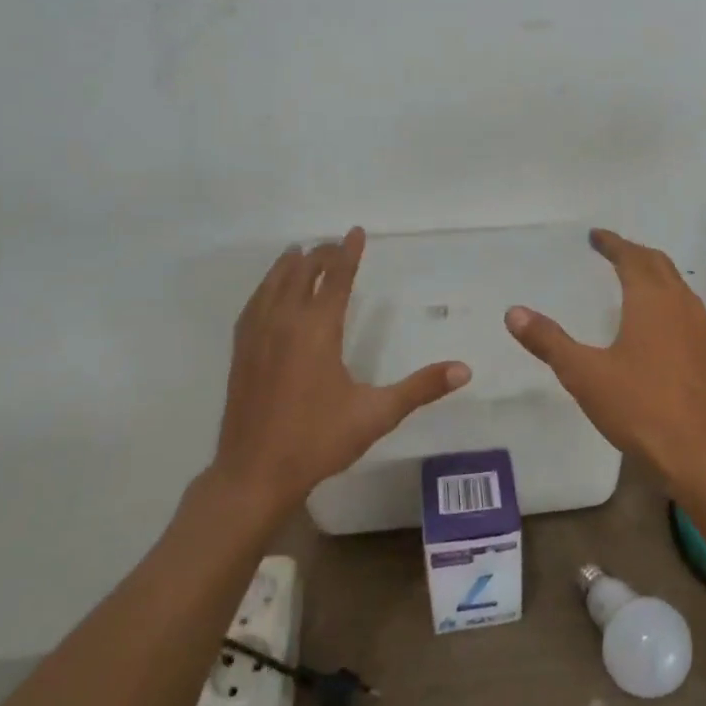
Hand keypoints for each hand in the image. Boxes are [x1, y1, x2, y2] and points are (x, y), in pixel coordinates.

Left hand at [210, 227, 470, 509]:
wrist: (254, 473)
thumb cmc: (318, 440)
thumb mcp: (376, 414)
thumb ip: (421, 388)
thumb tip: (464, 370)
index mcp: (317, 330)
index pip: (336, 278)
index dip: (348, 253)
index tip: (355, 231)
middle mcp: (284, 322)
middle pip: (302, 273)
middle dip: (320, 255)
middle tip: (335, 245)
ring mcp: (257, 336)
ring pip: (273, 285)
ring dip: (290, 265)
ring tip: (300, 252)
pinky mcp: (240, 352)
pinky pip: (253, 305)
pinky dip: (265, 288)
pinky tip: (268, 293)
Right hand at [505, 228, 705, 482]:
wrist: (696, 451)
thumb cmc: (638, 405)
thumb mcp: (583, 373)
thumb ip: (549, 341)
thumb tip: (513, 312)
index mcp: (650, 300)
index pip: (631, 257)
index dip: (612, 243)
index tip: (595, 236)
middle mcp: (680, 304)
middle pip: (658, 264)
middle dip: (634, 253)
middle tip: (611, 251)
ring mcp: (699, 328)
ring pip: (677, 285)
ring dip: (654, 273)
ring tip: (633, 277)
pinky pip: (686, 308)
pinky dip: (667, 298)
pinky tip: (657, 321)